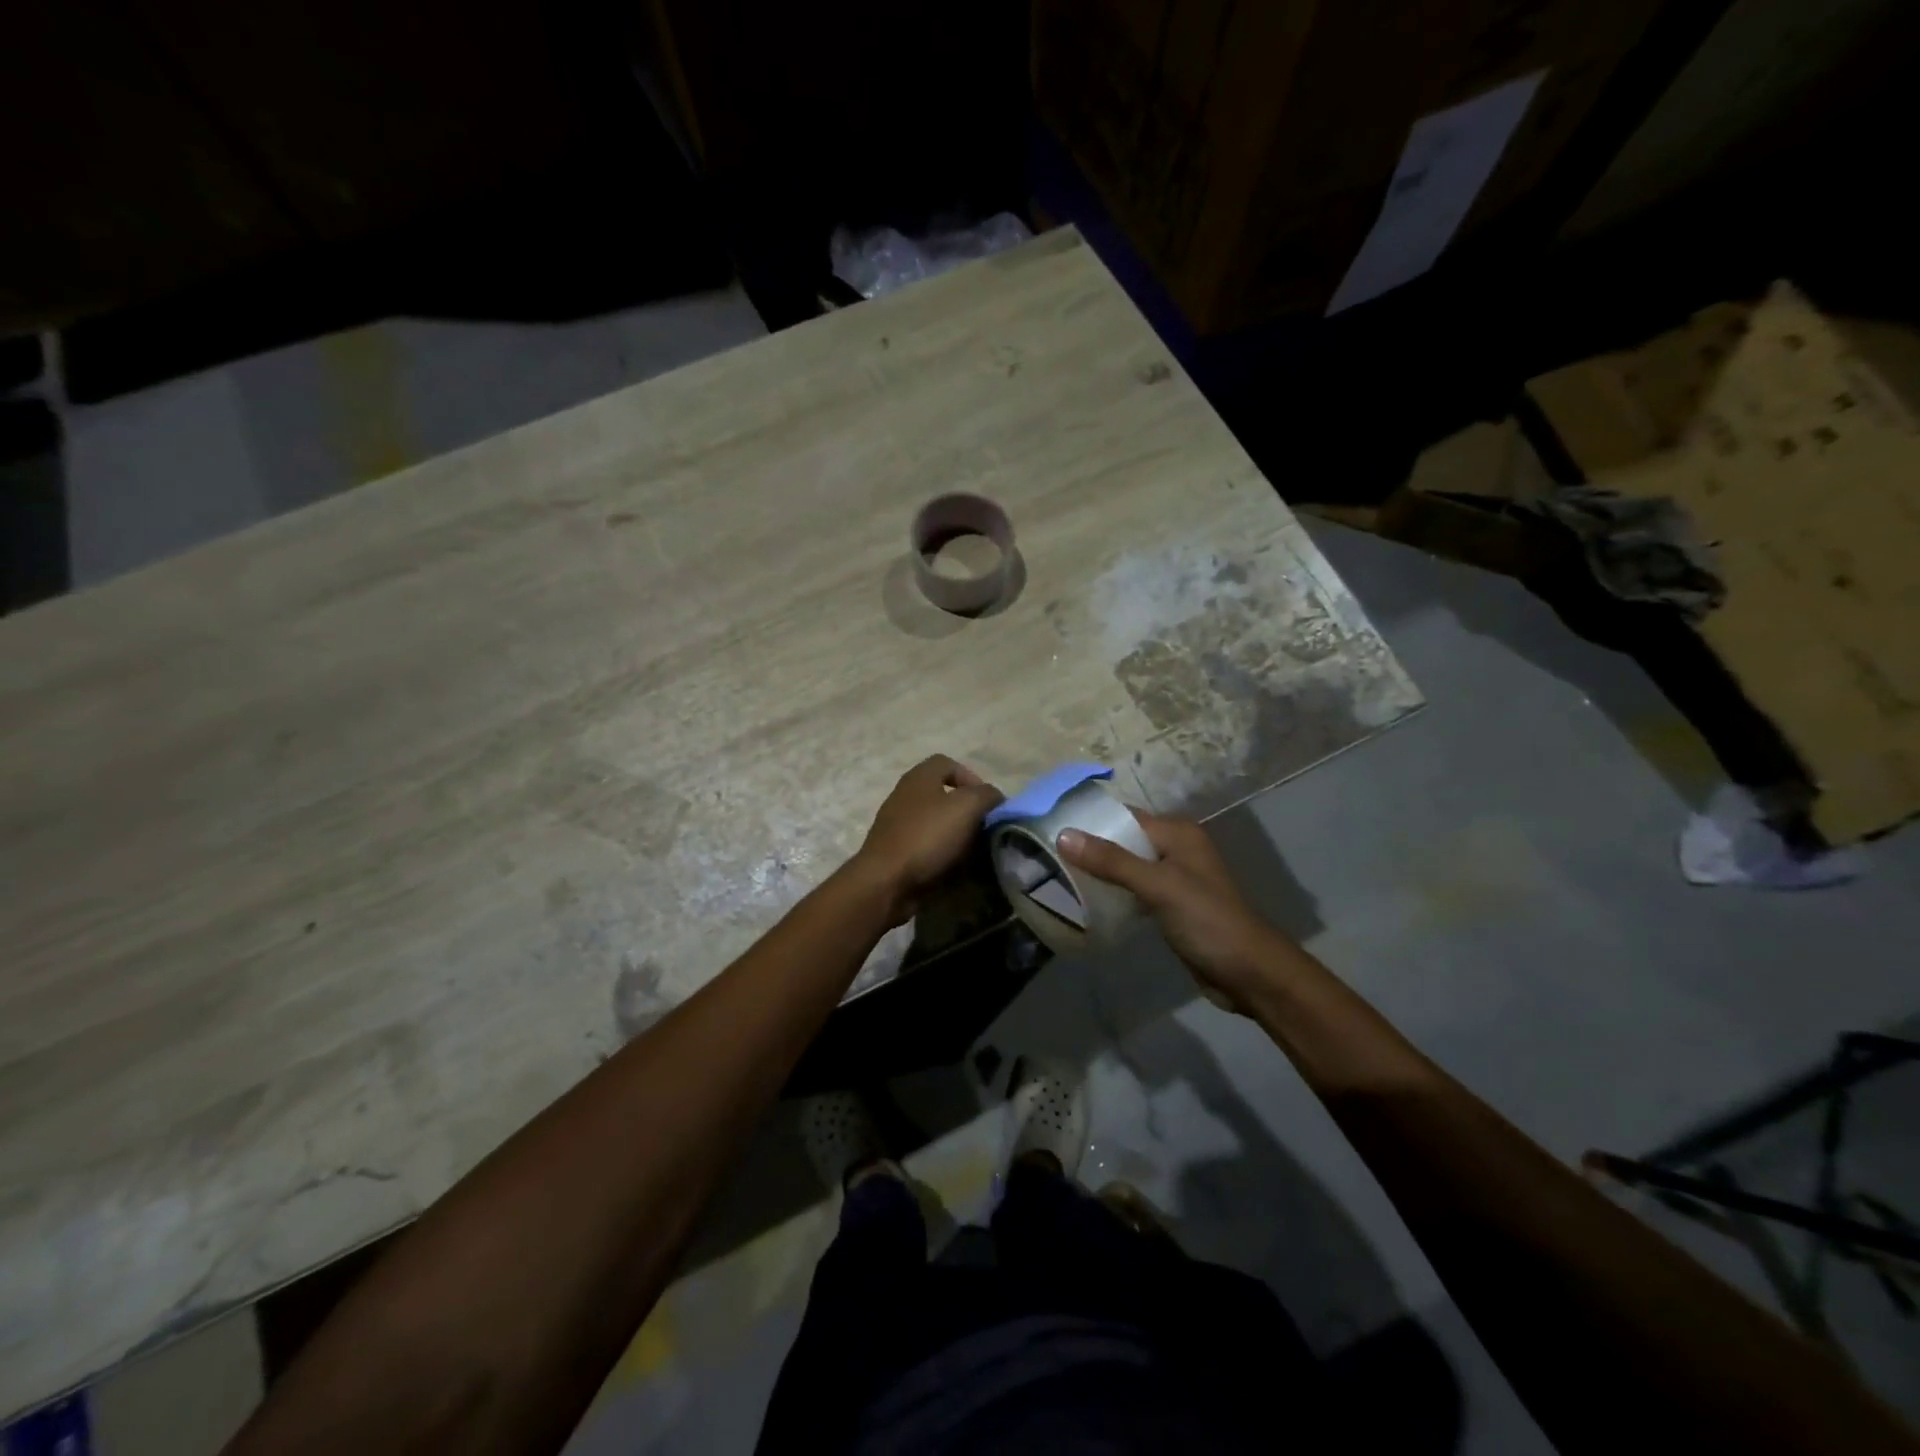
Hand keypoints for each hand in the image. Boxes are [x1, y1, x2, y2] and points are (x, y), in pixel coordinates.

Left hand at [850, 755, 1003, 924]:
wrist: (886, 881)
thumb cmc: (927, 836)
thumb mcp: (966, 807)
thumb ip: (986, 795)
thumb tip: (994, 797)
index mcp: (919, 778)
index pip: (947, 763)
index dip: (971, 777)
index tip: (986, 802)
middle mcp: (905, 795)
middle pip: (942, 793)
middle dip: (966, 809)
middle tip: (983, 827)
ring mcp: (896, 824)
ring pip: (935, 821)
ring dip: (955, 833)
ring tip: (973, 850)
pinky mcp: (895, 850)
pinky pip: (925, 844)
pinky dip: (941, 852)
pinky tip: (953, 866)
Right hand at [1058, 813, 1290, 1008]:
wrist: (1248, 973)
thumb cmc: (1206, 920)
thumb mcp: (1158, 886)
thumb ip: (1112, 861)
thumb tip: (1063, 835)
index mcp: (1177, 833)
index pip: (1125, 816)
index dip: (1091, 821)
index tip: (1051, 826)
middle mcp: (1175, 849)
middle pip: (1124, 841)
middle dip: (1090, 848)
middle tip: (1048, 855)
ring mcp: (1174, 879)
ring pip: (1127, 867)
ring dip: (1099, 872)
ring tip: (1059, 876)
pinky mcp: (1170, 906)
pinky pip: (1133, 890)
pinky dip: (1113, 893)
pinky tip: (1087, 901)